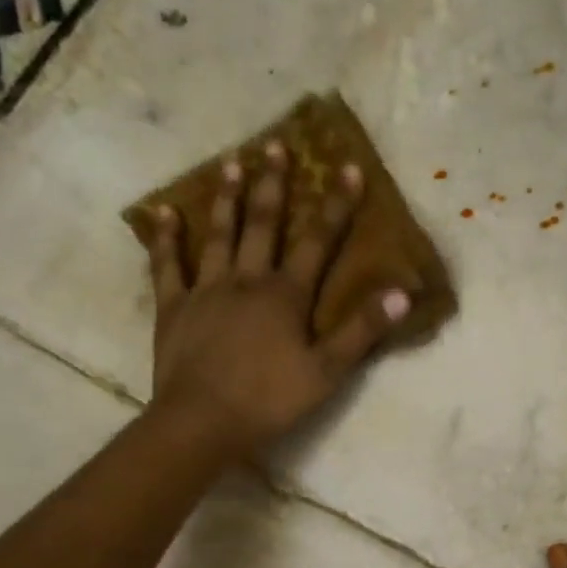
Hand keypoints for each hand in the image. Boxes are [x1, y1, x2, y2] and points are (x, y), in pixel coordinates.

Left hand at [146, 141, 410, 457]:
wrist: (201, 422)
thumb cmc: (269, 400)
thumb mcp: (326, 372)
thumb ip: (362, 331)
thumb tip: (402, 293)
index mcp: (286, 295)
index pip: (317, 242)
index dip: (336, 205)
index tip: (347, 167)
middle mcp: (247, 280)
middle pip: (263, 225)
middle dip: (274, 185)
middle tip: (276, 145)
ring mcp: (207, 291)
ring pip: (219, 235)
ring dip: (227, 198)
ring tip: (231, 162)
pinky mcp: (174, 308)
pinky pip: (168, 266)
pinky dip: (166, 239)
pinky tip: (164, 212)